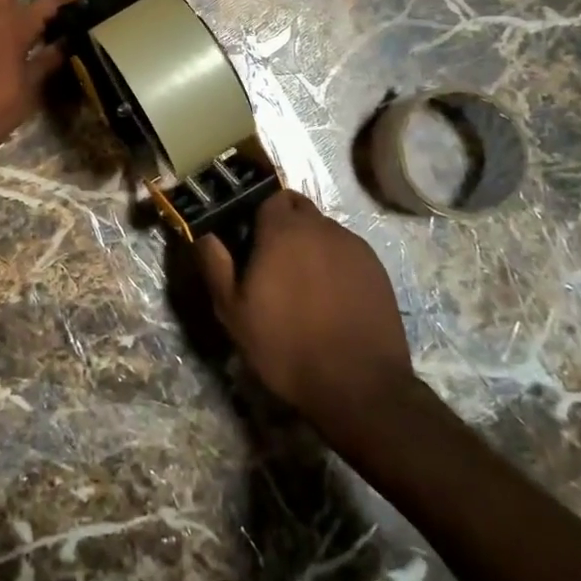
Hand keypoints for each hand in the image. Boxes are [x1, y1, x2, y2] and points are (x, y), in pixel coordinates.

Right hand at [196, 190, 414, 426]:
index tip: (246, 234)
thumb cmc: (286, 345)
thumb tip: (202, 231)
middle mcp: (321, 227)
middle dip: (282, 221)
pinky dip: (334, 262)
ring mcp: (354, 246)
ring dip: (309, 242)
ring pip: (323, 229)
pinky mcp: (377, 268)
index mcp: (283, 229)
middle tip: (270, 257)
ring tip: (301, 282)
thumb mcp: (233, 311)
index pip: (267, 194)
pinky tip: (329, 296)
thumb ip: (214, 262)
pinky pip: (346, 251)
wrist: (359, 386)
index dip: (255, 209)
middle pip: (297, 207)